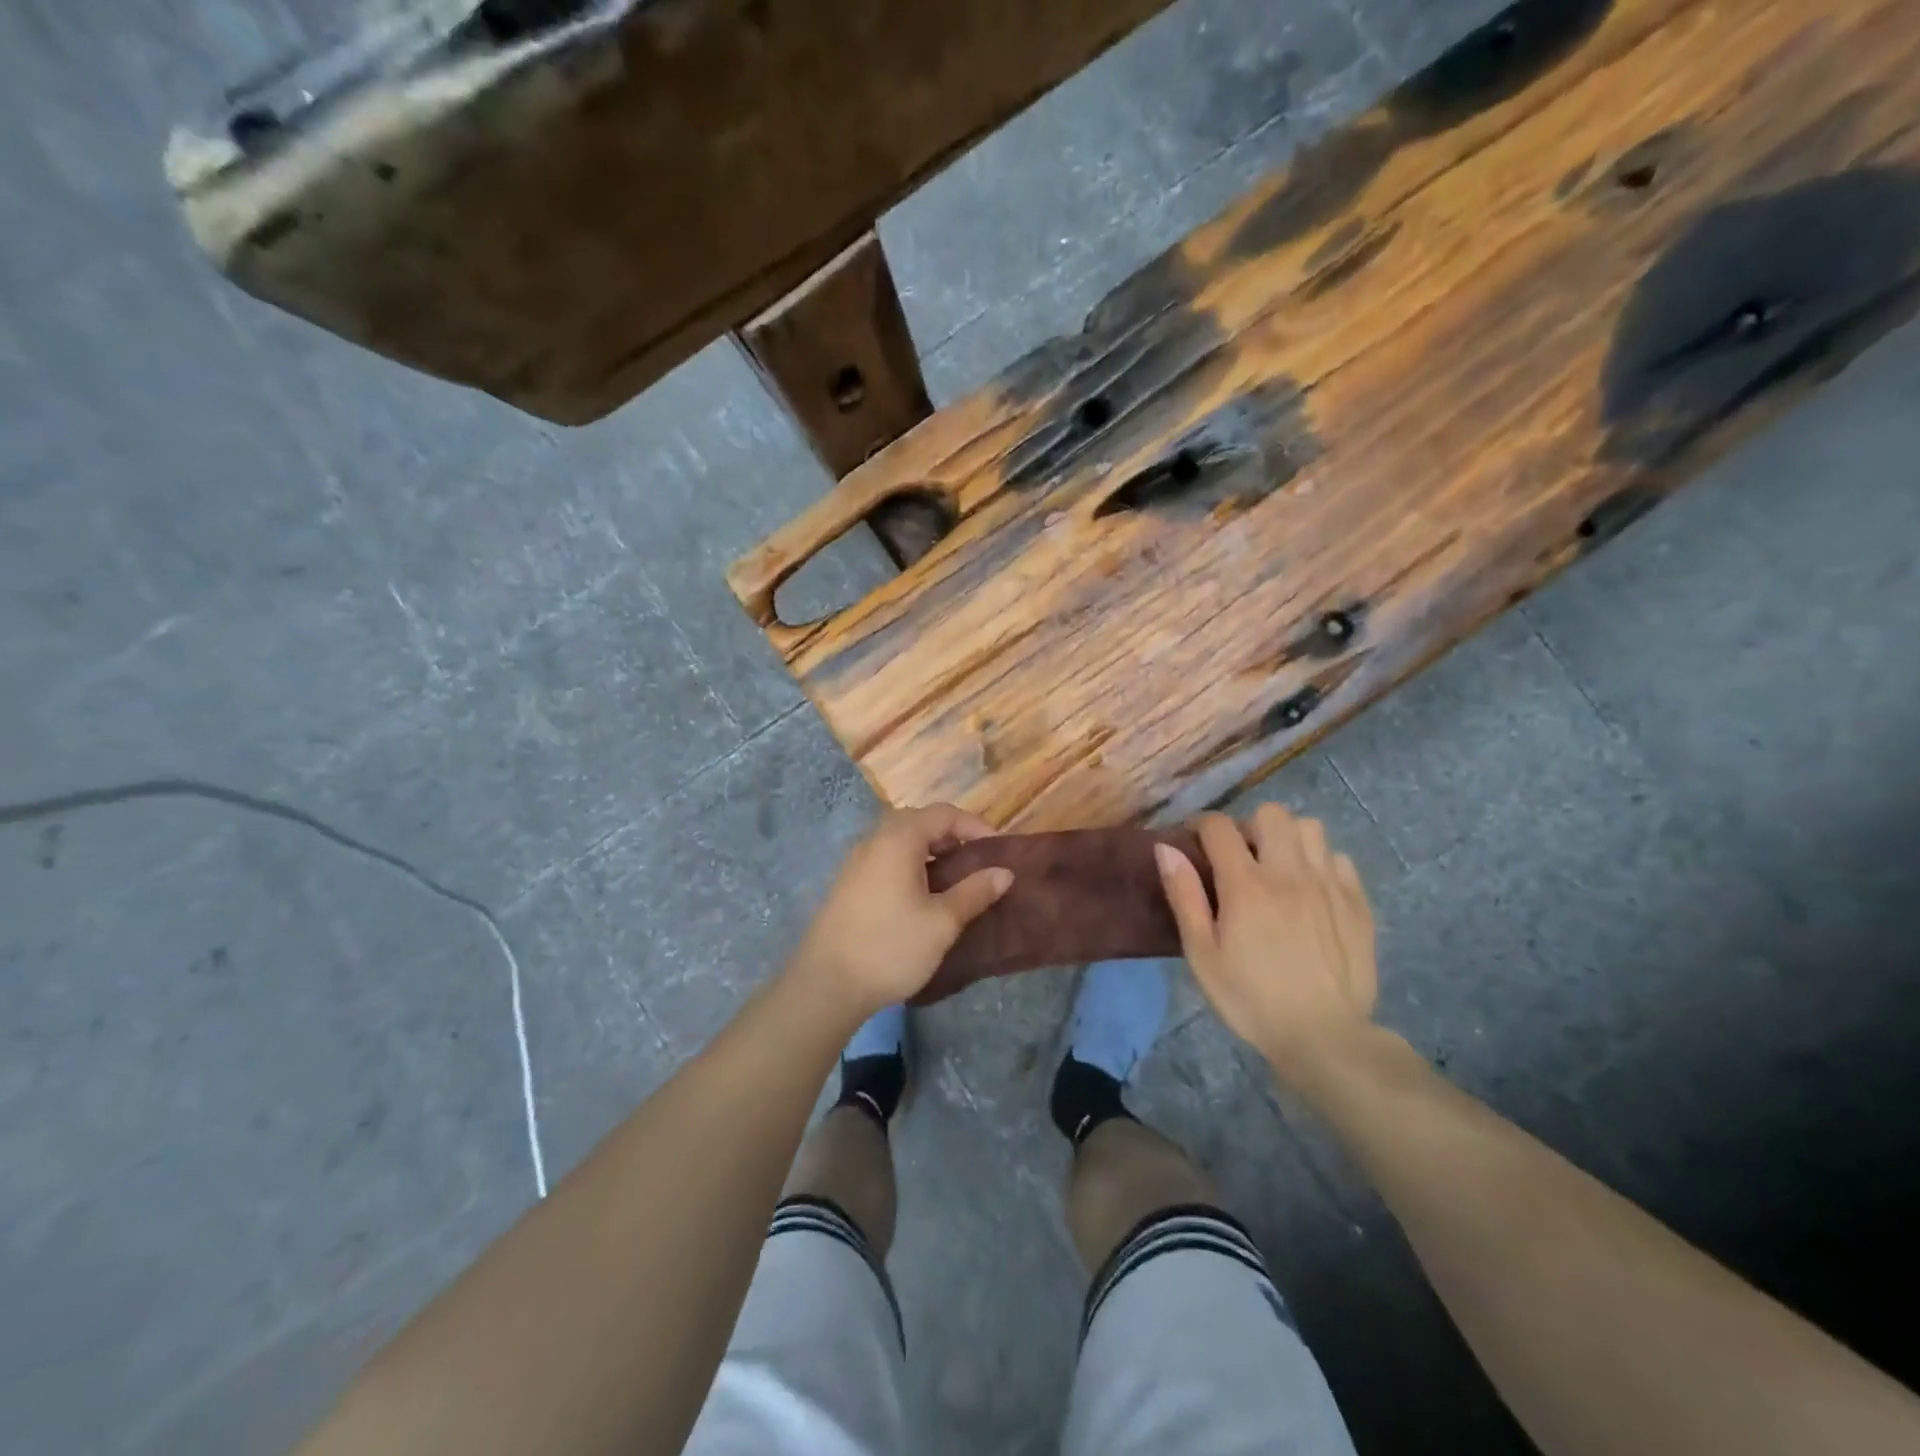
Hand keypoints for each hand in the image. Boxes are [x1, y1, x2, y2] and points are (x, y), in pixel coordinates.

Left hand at [792, 805, 1013, 1014]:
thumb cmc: (890, 947)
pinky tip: (921, 897)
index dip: (974, 826)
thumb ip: (974, 892)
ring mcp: (856, 862)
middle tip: (975, 863)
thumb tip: (1004, 872)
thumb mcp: (942, 922)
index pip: (943, 814)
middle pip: (919, 821)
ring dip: (930, 851)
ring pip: (900, 841)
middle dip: (951, 836)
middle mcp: (874, 841)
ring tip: (953, 881)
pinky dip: (910, 865)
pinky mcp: (848, 883)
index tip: (997, 851)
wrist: (826, 985)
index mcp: (898, 840)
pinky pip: (885, 858)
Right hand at [1155, 806, 1377, 1084]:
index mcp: (1246, 886)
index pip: (1220, 827)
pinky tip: (1311, 890)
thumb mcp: (1202, 955)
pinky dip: (1321, 863)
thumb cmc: (1251, 999)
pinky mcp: (1357, 903)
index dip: (1202, 826)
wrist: (1325, 1038)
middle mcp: (1290, 874)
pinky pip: (1339, 858)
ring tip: (1278, 868)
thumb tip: (1166, 848)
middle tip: (1241, 857)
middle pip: (1271, 814)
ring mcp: (1329, 885)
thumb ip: (1184, 896)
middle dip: (1249, 826)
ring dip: (1288, 838)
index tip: (1195, 842)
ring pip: (1310, 828)